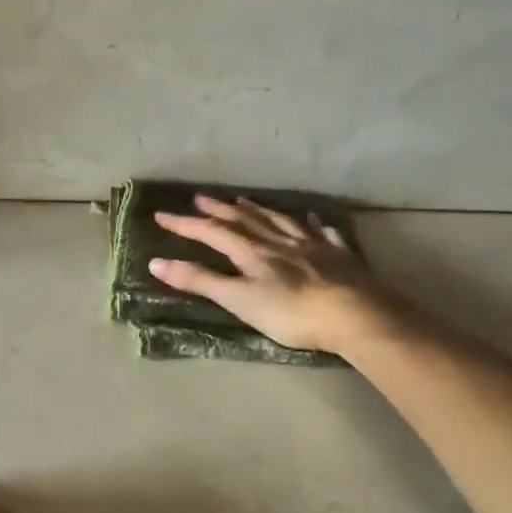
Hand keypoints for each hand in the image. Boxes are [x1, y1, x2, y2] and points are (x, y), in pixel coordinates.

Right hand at [149, 194, 396, 353]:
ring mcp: (311, 244)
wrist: (354, 315)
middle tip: (200, 197)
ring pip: (278, 220)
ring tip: (243, 200)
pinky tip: (310, 218)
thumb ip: (200, 281)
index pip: (211, 232)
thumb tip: (156, 262)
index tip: (161, 214)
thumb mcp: (238, 300)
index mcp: (252, 252)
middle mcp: (278, 240)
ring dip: (257, 209)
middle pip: (244, 219)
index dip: (185, 224)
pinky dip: (310, 223)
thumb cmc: (291, 313)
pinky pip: (321, 232)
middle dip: (219, 209)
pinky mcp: (338, 255)